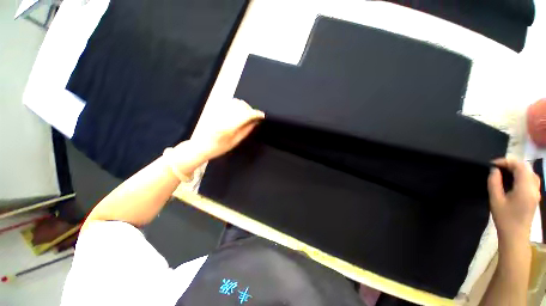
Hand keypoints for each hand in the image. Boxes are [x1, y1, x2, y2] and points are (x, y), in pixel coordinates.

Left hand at [190, 98, 264, 160]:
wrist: (200, 146)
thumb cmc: (218, 148)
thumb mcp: (234, 142)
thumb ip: (246, 131)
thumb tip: (255, 122)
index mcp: (229, 127)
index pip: (246, 115)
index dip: (256, 114)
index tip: (262, 115)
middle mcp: (223, 116)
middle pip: (242, 106)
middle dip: (251, 110)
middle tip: (254, 117)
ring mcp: (218, 111)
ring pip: (235, 102)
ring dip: (244, 106)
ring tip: (246, 114)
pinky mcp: (214, 109)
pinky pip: (229, 102)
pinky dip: (236, 105)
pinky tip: (238, 112)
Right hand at [488, 158, 540, 247]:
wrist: (515, 235)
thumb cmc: (504, 218)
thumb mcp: (495, 200)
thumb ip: (494, 183)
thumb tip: (494, 170)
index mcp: (525, 187)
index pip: (519, 166)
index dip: (506, 161)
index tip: (493, 164)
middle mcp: (534, 187)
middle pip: (526, 167)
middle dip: (511, 164)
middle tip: (497, 168)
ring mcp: (536, 192)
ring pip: (529, 172)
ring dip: (517, 169)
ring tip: (504, 173)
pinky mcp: (535, 195)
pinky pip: (531, 179)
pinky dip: (521, 175)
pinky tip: (513, 180)